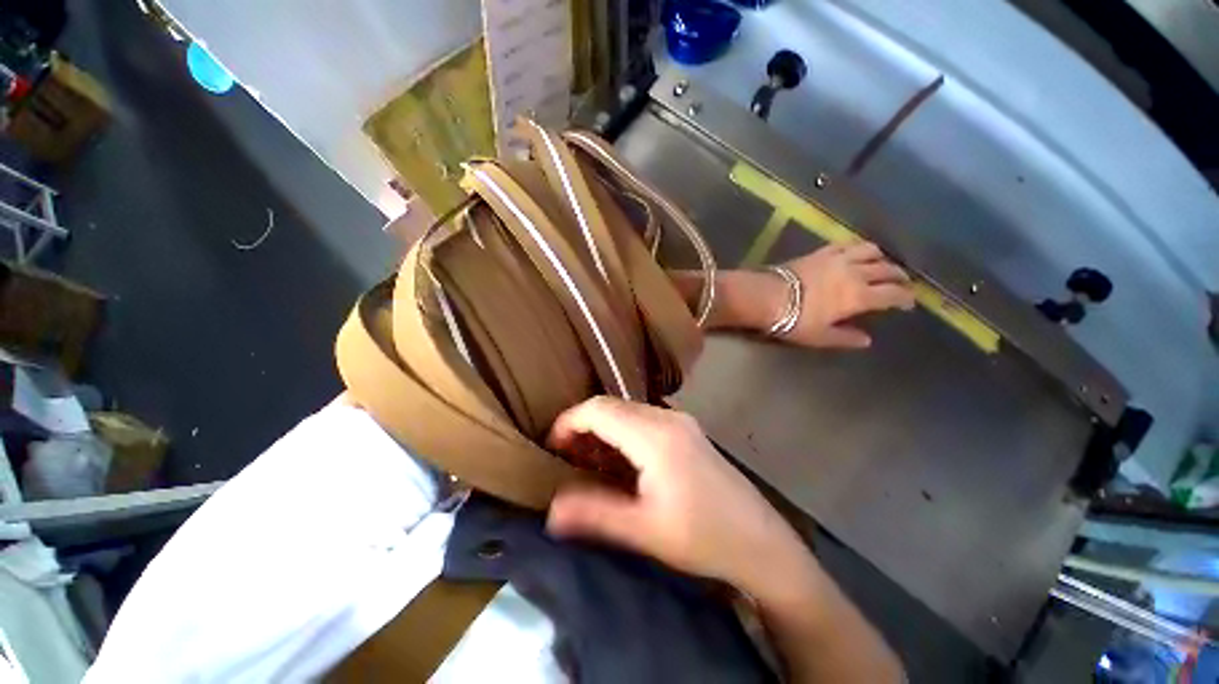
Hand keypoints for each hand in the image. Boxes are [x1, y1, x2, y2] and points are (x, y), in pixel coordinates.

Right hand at [546, 396, 804, 592]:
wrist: (761, 542)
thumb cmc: (703, 538)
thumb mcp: (644, 530)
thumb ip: (594, 514)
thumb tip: (550, 510)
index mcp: (656, 436)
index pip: (599, 410)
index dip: (568, 422)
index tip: (551, 446)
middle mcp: (668, 418)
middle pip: (612, 406)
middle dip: (583, 426)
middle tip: (566, 457)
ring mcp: (681, 421)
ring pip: (628, 412)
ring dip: (603, 429)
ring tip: (589, 460)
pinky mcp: (687, 430)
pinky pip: (644, 420)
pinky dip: (623, 432)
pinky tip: (621, 460)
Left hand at [779, 241, 914, 348]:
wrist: (767, 296)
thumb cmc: (795, 320)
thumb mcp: (820, 336)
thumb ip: (845, 338)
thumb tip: (867, 340)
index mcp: (859, 296)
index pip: (892, 294)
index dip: (905, 298)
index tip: (908, 303)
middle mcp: (855, 273)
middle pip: (886, 269)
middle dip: (898, 276)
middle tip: (901, 282)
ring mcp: (837, 258)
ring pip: (870, 250)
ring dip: (881, 257)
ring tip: (881, 263)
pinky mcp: (820, 251)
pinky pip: (845, 244)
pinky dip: (856, 247)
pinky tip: (854, 252)